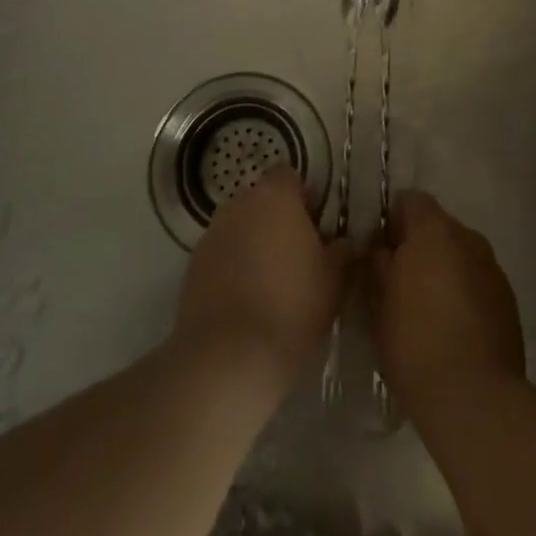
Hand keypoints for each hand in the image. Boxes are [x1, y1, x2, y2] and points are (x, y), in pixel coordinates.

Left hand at [174, 166, 350, 394]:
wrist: (228, 359)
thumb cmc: (292, 306)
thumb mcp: (335, 279)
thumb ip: (343, 250)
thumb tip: (344, 242)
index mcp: (275, 196)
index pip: (290, 176)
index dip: (305, 199)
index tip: (317, 229)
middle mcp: (238, 204)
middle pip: (263, 201)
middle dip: (278, 222)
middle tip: (298, 258)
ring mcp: (210, 235)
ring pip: (240, 228)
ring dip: (254, 245)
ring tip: (271, 284)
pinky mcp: (191, 268)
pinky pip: (221, 257)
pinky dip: (233, 269)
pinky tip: (246, 303)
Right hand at [369, 192, 524, 418]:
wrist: (474, 396)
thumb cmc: (415, 341)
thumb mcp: (377, 300)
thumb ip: (377, 262)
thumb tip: (381, 247)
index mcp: (435, 229)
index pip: (411, 201)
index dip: (393, 221)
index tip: (381, 251)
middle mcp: (469, 237)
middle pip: (438, 227)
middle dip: (420, 248)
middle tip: (399, 284)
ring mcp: (493, 268)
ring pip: (460, 256)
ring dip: (444, 271)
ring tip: (427, 311)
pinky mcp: (508, 300)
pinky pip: (478, 282)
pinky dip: (464, 294)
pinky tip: (452, 329)